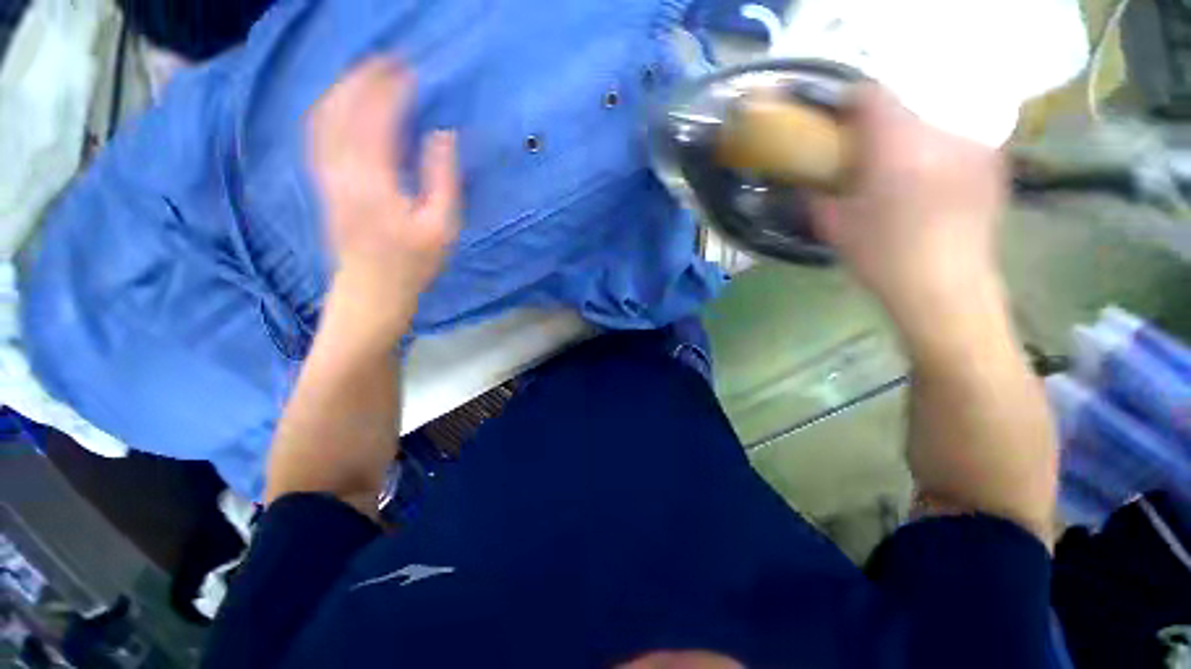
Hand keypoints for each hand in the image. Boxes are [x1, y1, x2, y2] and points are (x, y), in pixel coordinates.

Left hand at [308, 58, 459, 345]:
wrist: (372, 289)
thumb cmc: (414, 263)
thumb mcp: (442, 227)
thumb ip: (442, 178)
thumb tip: (442, 135)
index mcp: (375, 180)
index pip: (377, 118)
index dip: (392, 90)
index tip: (409, 71)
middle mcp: (342, 170)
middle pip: (343, 109)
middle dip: (364, 79)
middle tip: (388, 62)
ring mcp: (326, 175)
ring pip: (324, 117)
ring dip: (344, 89)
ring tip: (367, 73)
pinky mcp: (322, 182)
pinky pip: (318, 134)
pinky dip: (330, 109)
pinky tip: (343, 103)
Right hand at [813, 85, 1006, 336]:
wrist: (945, 289)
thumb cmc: (883, 259)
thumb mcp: (835, 228)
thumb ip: (818, 195)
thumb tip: (809, 180)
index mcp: (896, 148)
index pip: (873, 95)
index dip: (851, 101)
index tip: (838, 120)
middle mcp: (939, 134)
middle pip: (904, 108)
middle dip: (879, 127)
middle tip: (865, 155)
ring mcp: (973, 145)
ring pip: (931, 124)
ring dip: (910, 139)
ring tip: (900, 172)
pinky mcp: (993, 162)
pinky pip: (957, 141)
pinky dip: (937, 152)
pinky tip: (931, 182)